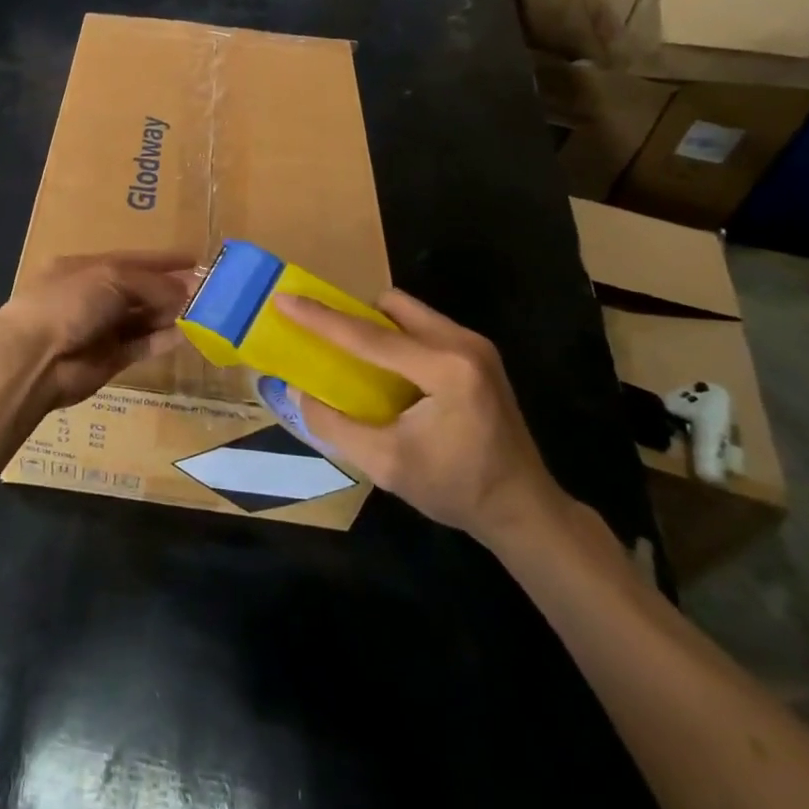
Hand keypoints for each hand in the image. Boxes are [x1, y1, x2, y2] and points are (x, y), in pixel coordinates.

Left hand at [0, 253, 197, 411]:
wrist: (35, 360)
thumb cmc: (69, 303)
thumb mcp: (111, 278)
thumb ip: (151, 282)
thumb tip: (186, 289)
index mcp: (86, 268)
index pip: (133, 260)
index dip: (163, 260)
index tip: (196, 261)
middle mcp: (95, 296)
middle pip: (141, 290)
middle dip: (172, 289)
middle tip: (210, 290)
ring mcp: (102, 329)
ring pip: (144, 318)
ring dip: (172, 314)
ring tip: (207, 310)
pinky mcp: (111, 359)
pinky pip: (143, 345)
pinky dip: (164, 339)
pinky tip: (189, 333)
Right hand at [282, 289, 568, 549]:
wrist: (523, 509)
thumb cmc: (456, 489)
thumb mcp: (386, 465)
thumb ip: (336, 426)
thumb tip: (300, 392)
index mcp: (446, 369)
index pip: (370, 336)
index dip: (321, 318)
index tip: (284, 299)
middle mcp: (464, 344)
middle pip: (393, 305)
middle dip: (355, 314)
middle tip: (326, 336)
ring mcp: (476, 346)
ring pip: (409, 312)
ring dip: (377, 326)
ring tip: (354, 356)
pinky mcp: (479, 355)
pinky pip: (424, 327)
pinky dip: (397, 338)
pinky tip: (388, 371)